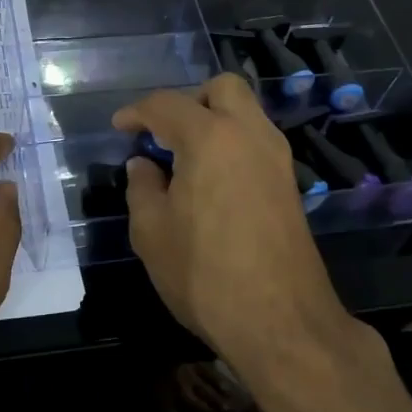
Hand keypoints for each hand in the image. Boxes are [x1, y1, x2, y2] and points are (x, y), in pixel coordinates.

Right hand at [114, 75, 355, 380]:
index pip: (167, 104)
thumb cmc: (206, 274)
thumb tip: (144, 165)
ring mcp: (276, 158)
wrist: (282, 323)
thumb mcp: (152, 233)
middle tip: (165, 133)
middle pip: (223, 88)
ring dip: (215, 120)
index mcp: (210, 137)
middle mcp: (249, 134)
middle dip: (189, 100)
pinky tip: (212, 180)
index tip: (120, 127)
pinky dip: (233, 144)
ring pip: (246, 112)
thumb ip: (142, 188)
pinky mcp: (290, 184)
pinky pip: (257, 141)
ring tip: (185, 157)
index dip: (137, 112)